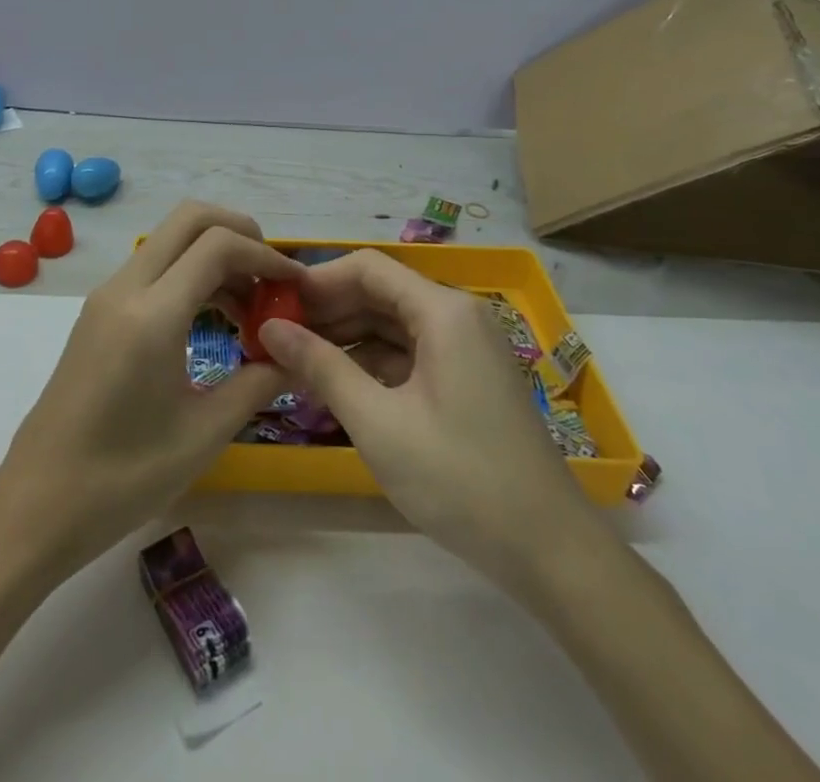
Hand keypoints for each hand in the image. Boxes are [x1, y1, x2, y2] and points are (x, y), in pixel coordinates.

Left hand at [0, 202, 299, 584]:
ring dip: (215, 254)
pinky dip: (190, 273)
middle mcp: (125, 289)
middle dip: (240, 232)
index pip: (217, 245)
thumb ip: (257, 383)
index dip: (265, 255)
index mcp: (151, 315)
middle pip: (189, 218)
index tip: (296, 286)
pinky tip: (213, 320)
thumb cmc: (122, 478)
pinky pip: (153, 267)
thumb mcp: (203, 434)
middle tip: (272, 277)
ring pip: (170, 239)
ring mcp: (107, 296)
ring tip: (250, 308)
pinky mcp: (99, 312)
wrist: (36, 504)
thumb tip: (298, 357)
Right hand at [258, 250, 605, 600]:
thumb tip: (270, 328)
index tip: (275, 306)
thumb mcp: (377, 422)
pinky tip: (341, 385)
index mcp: (443, 311)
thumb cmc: (459, 479)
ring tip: (299, 362)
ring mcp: (467, 347)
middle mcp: (458, 315)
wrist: (549, 552)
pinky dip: (374, 361)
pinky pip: (411, 351)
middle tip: (278, 338)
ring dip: (347, 337)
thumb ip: (321, 367)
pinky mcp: (469, 377)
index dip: (317, 281)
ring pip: (393, 323)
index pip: (367, 267)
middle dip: (328, 311)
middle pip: (380, 292)